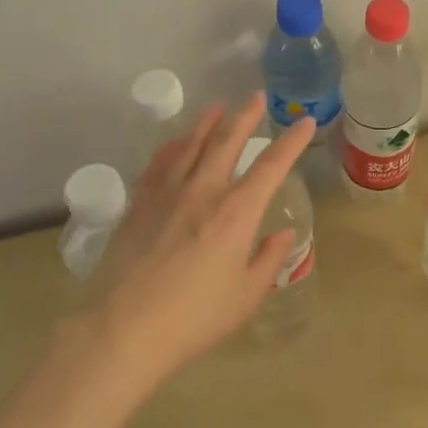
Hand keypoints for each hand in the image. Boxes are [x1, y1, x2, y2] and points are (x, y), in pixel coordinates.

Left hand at [80, 94, 312, 390]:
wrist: (123, 331)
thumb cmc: (194, 318)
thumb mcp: (246, 296)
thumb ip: (268, 260)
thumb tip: (283, 234)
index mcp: (237, 213)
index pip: (271, 166)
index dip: (291, 142)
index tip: (304, 123)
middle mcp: (203, 192)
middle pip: (227, 142)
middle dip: (245, 116)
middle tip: (256, 97)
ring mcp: (166, 195)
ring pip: (190, 145)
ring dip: (207, 123)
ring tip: (217, 106)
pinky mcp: (138, 206)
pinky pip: (157, 165)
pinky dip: (171, 148)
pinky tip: (175, 142)